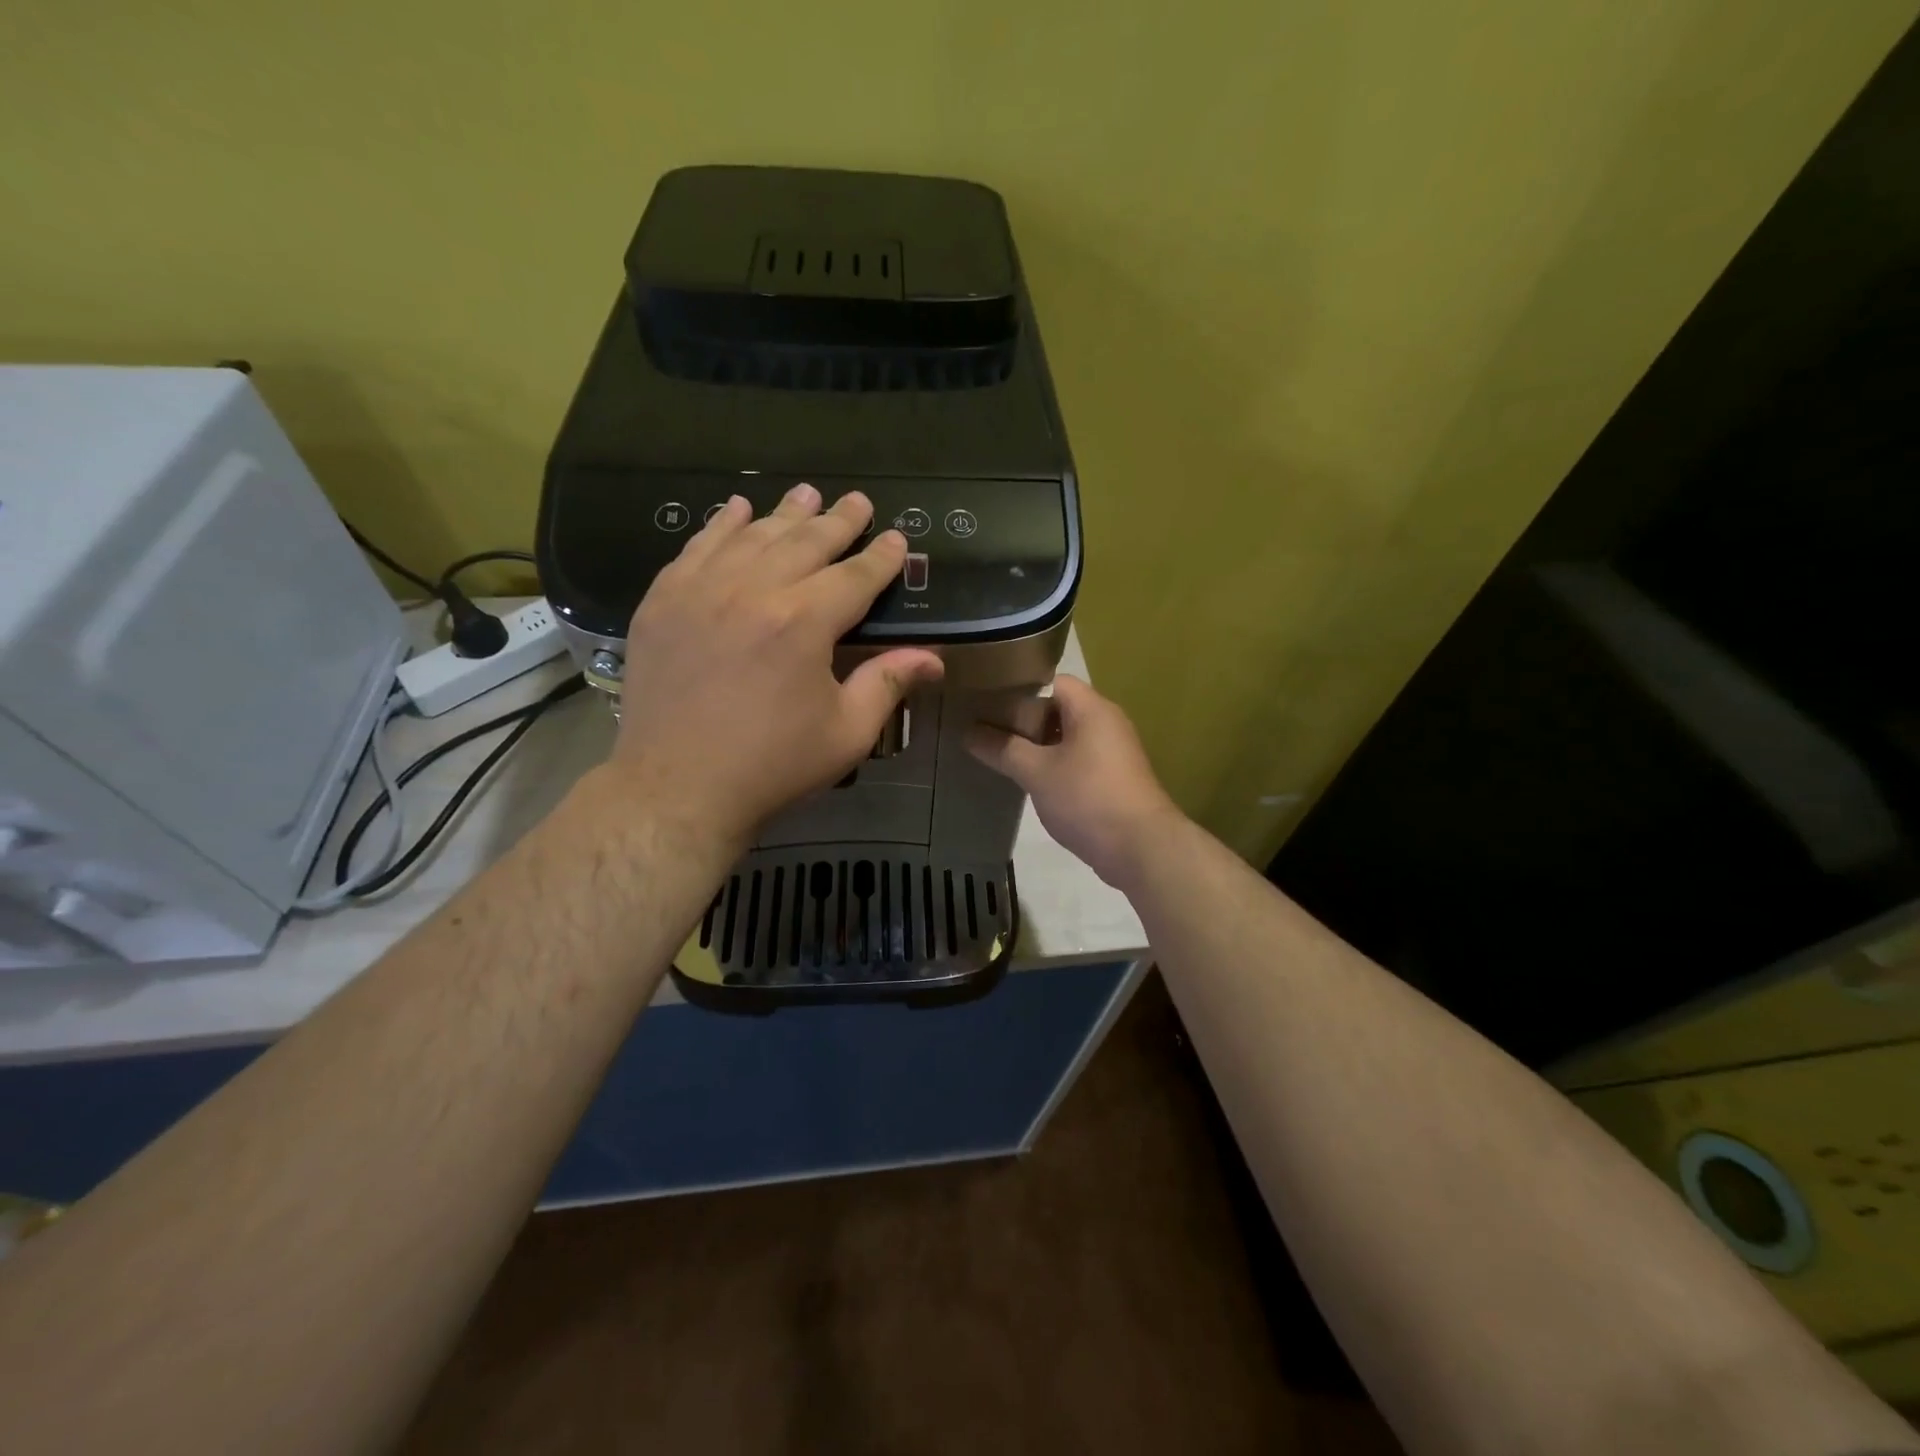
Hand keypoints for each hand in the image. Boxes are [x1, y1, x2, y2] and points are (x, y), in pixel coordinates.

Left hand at [606, 483, 943, 848]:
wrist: (677, 788)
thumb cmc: (772, 765)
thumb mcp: (845, 733)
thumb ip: (887, 685)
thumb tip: (932, 658)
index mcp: (804, 623)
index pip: (854, 576)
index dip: (881, 558)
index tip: (896, 539)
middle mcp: (753, 590)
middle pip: (805, 543)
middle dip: (838, 521)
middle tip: (858, 502)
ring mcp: (701, 590)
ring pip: (752, 536)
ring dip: (785, 513)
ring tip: (807, 493)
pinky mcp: (663, 601)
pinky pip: (697, 547)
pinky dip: (721, 525)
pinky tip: (736, 510)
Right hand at [966, 674, 1182, 890]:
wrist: (1141, 848)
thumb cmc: (1087, 798)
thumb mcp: (1036, 772)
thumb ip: (1002, 748)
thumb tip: (968, 731)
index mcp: (1091, 708)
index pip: (1050, 682)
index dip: (1018, 690)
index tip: (987, 704)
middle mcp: (1106, 722)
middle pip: (1057, 708)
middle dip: (1023, 720)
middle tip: (986, 731)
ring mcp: (1113, 751)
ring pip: (1066, 737)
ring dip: (1037, 746)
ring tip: (1001, 756)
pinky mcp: (1114, 778)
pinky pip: (1077, 759)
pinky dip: (1054, 765)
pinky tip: (1030, 782)